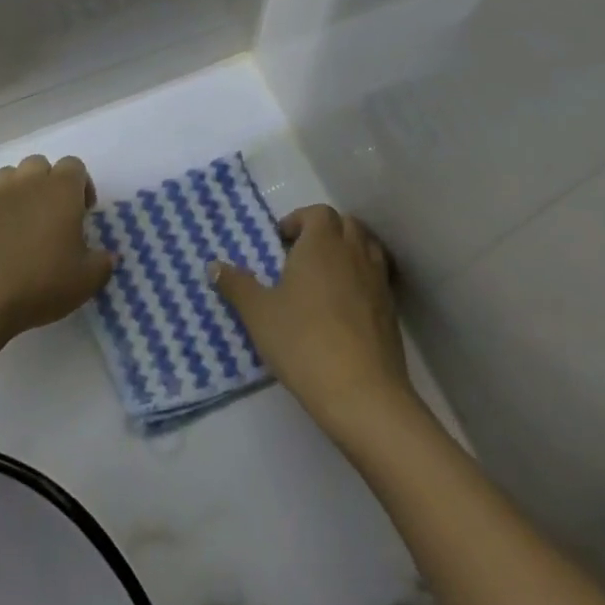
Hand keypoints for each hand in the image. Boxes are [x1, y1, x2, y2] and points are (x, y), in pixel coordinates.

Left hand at [0, 155, 112, 346]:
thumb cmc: (39, 282)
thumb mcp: (85, 281)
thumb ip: (103, 264)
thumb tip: (109, 257)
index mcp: (60, 190)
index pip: (74, 165)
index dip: (82, 185)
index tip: (84, 213)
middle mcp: (26, 184)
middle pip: (39, 164)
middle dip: (49, 183)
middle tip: (54, 217)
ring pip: (9, 177)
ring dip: (20, 192)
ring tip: (24, 225)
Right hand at [212, 205, 416, 437]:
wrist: (361, 391)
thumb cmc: (303, 341)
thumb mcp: (259, 313)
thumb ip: (236, 285)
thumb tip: (214, 265)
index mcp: (322, 243)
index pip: (317, 213)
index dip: (298, 220)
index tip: (281, 242)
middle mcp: (354, 252)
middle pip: (345, 224)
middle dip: (323, 232)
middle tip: (300, 256)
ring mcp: (377, 279)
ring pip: (365, 247)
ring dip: (346, 251)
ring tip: (323, 277)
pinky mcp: (390, 308)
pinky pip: (376, 277)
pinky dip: (361, 278)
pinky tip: (344, 307)